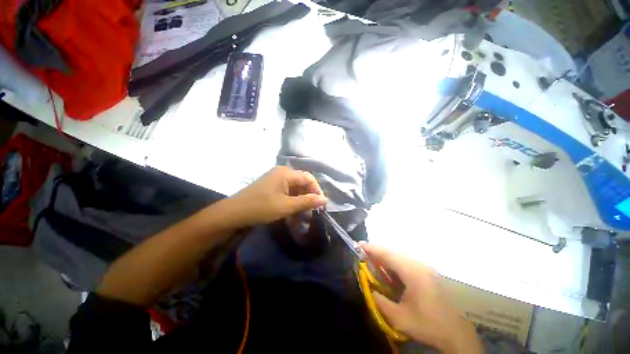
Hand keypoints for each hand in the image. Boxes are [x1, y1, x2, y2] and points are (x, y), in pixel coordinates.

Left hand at [228, 166, 327, 225]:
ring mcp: (276, 179)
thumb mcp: (286, 206)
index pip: (309, 178)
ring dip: (301, 200)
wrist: (233, 213)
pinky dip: (292, 200)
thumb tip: (325, 200)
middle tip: (313, 210)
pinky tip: (293, 210)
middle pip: (302, 182)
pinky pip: (287, 191)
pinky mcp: (271, 186)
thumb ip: (307, 202)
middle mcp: (282, 172)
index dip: (317, 190)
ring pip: (295, 188)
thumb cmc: (261, 208)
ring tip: (304, 213)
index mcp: (286, 173)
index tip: (321, 204)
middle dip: (309, 196)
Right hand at [361, 243, 482, 353]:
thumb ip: (380, 301)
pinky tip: (387, 270)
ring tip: (371, 260)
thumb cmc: (428, 324)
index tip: (357, 245)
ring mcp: (424, 267)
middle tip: (361, 253)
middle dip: (375, 251)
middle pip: (392, 251)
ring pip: (398, 255)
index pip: (387, 253)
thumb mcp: (400, 318)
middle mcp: (418, 264)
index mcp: (412, 272)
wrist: (456, 332)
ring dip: (384, 256)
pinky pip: (404, 261)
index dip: (371, 248)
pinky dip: (392, 262)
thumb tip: (370, 289)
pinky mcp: (426, 271)